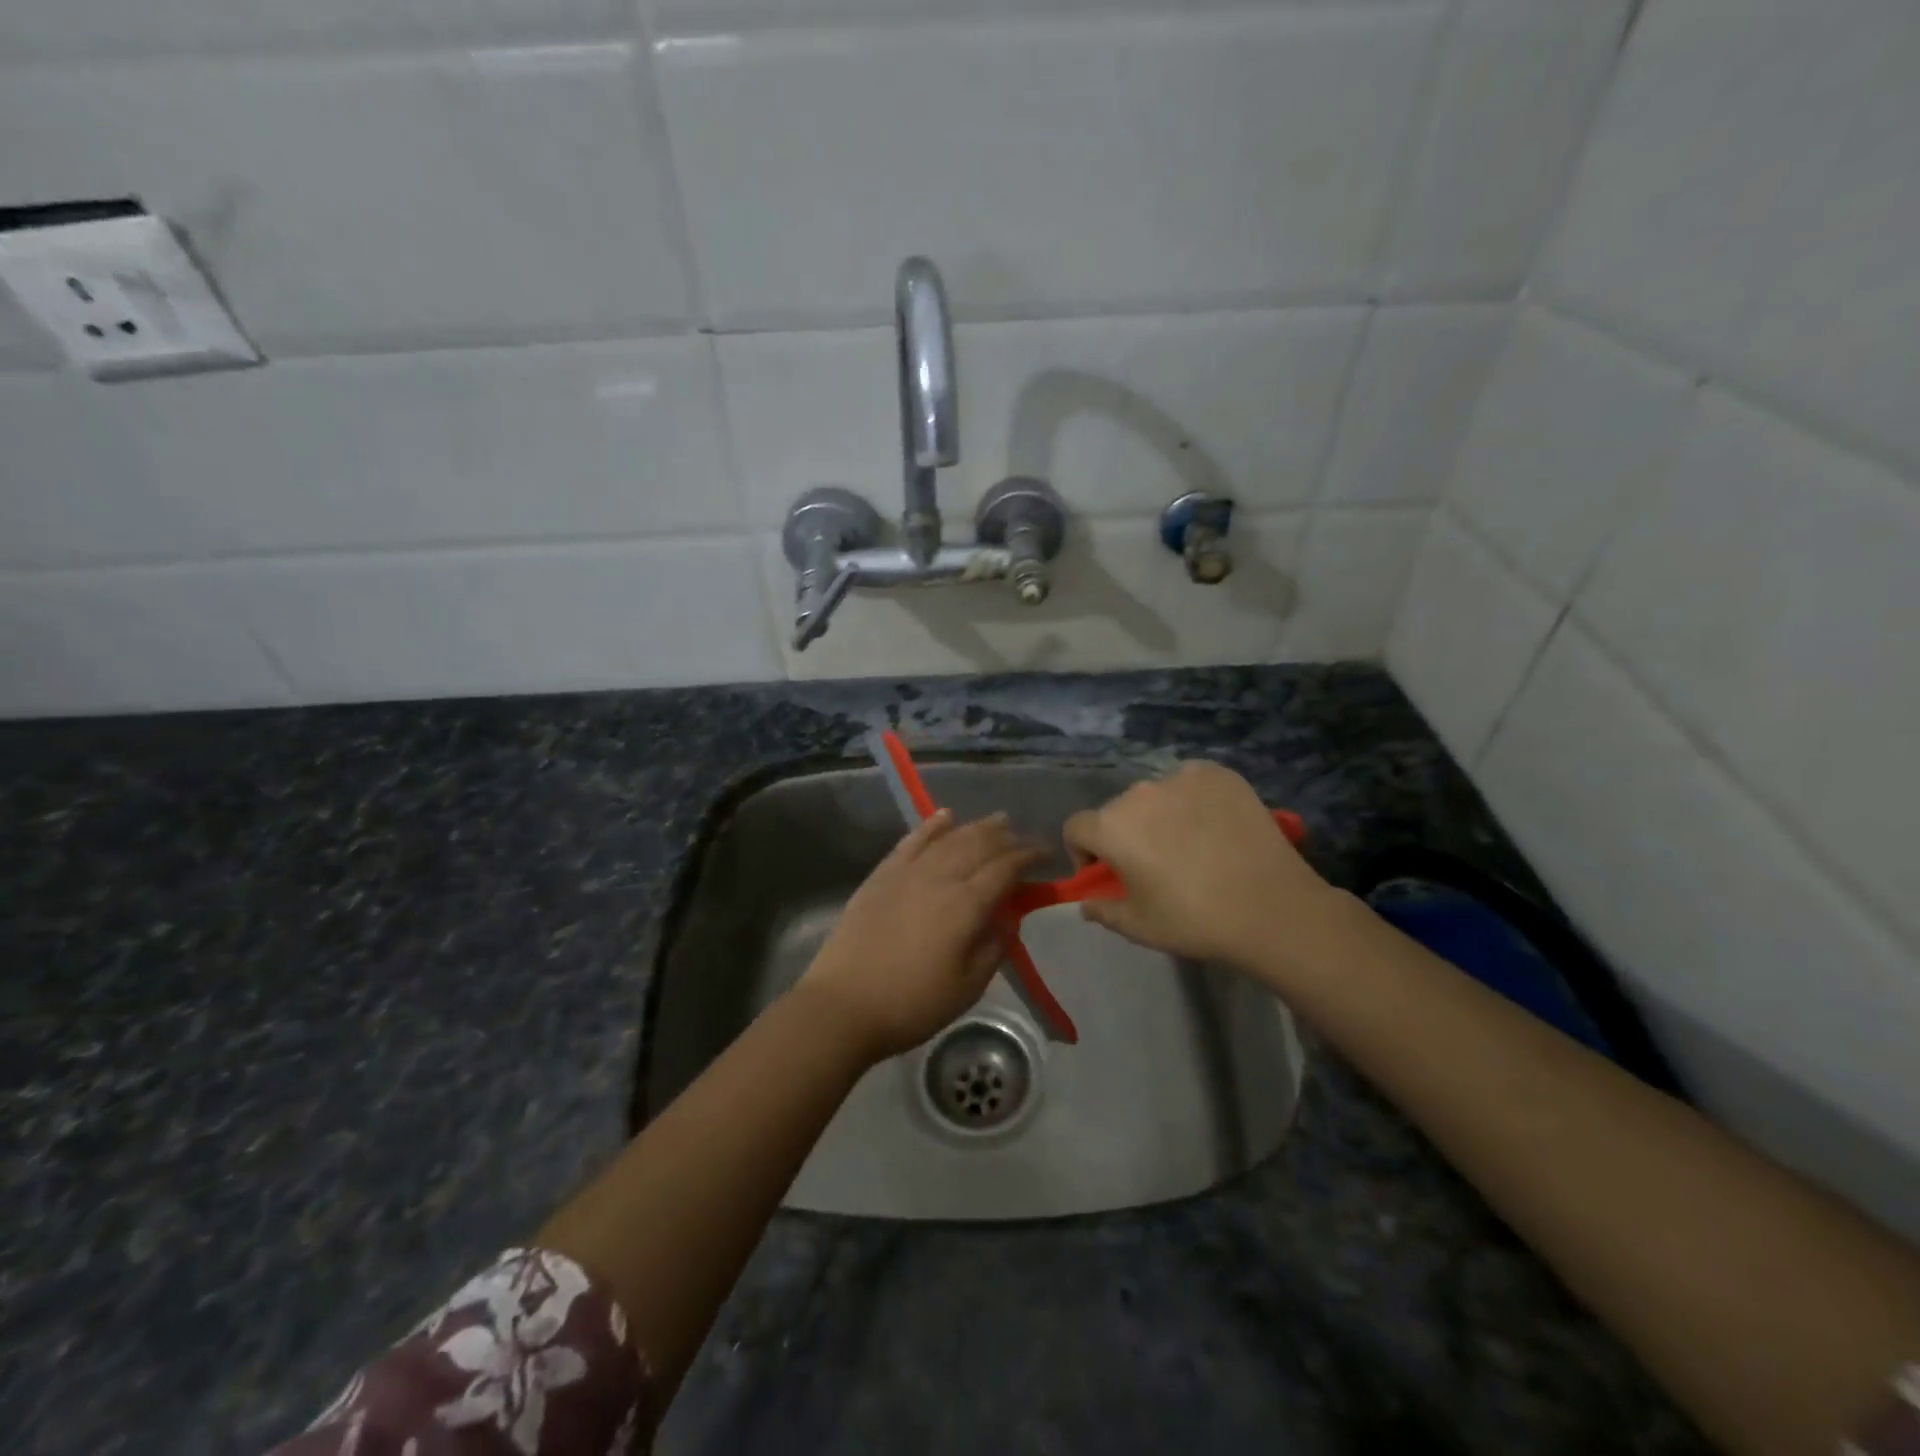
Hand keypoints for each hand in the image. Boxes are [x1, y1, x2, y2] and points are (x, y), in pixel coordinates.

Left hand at [800, 810, 1043, 1062]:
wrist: (843, 1005)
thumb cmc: (912, 1004)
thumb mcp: (968, 987)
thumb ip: (994, 946)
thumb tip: (1010, 915)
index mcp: (965, 905)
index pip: (1006, 869)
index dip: (1029, 857)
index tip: (1047, 854)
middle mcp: (940, 877)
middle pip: (980, 846)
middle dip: (1008, 838)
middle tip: (1025, 838)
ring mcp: (907, 872)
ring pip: (950, 838)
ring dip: (978, 827)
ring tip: (999, 820)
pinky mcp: (882, 875)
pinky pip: (912, 840)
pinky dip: (932, 825)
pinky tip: (946, 816)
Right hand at [1062, 761, 1340, 975]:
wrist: (1272, 908)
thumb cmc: (1194, 920)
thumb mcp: (1139, 927)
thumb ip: (1103, 911)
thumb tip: (1087, 903)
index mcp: (1111, 827)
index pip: (1076, 827)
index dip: (1084, 853)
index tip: (1107, 876)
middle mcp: (1139, 792)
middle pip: (1116, 810)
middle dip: (1124, 834)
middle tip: (1153, 865)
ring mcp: (1181, 778)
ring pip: (1155, 795)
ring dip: (1158, 815)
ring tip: (1190, 845)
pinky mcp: (1218, 774)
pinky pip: (1191, 782)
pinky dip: (1193, 799)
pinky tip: (1215, 826)